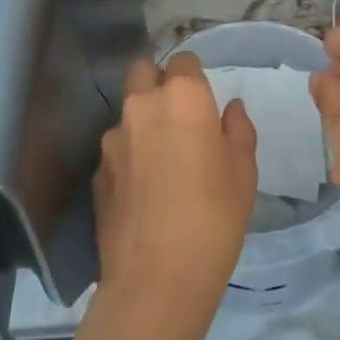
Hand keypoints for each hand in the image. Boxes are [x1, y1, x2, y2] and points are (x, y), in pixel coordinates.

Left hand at [93, 53, 257, 315]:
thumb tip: (229, 108)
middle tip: (178, 116)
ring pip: (127, 111)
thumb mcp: (243, 172)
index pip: (184, 60)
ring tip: (159, 161)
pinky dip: (128, 156)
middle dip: (158, 82)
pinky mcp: (96, 171)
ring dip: (142, 122)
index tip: (203, 99)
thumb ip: (237, 130)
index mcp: (183, 97)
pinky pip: (116, 148)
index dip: (193, 75)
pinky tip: (142, 191)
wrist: (156, 279)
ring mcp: (113, 138)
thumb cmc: (214, 218)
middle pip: (143, 70)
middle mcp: (142, 105)